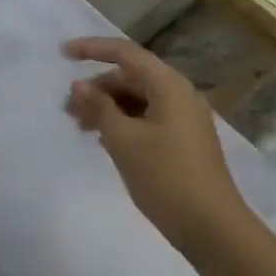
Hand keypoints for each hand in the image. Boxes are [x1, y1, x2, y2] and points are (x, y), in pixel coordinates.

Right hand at [64, 38, 254, 258]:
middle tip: (68, 109)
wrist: (212, 228)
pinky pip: (148, 117)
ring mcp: (184, 118)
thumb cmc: (165, 177)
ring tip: (81, 127)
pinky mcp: (184, 140)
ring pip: (138, 99)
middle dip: (97, 87)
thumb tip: (78, 85)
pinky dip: (123, 122)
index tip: (63, 54)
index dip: (92, 48)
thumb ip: (98, 107)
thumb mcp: (123, 140)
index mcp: (168, 85)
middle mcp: (179, 94)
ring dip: (108, 107)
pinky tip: (105, 140)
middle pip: (131, 76)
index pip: (125, 53)